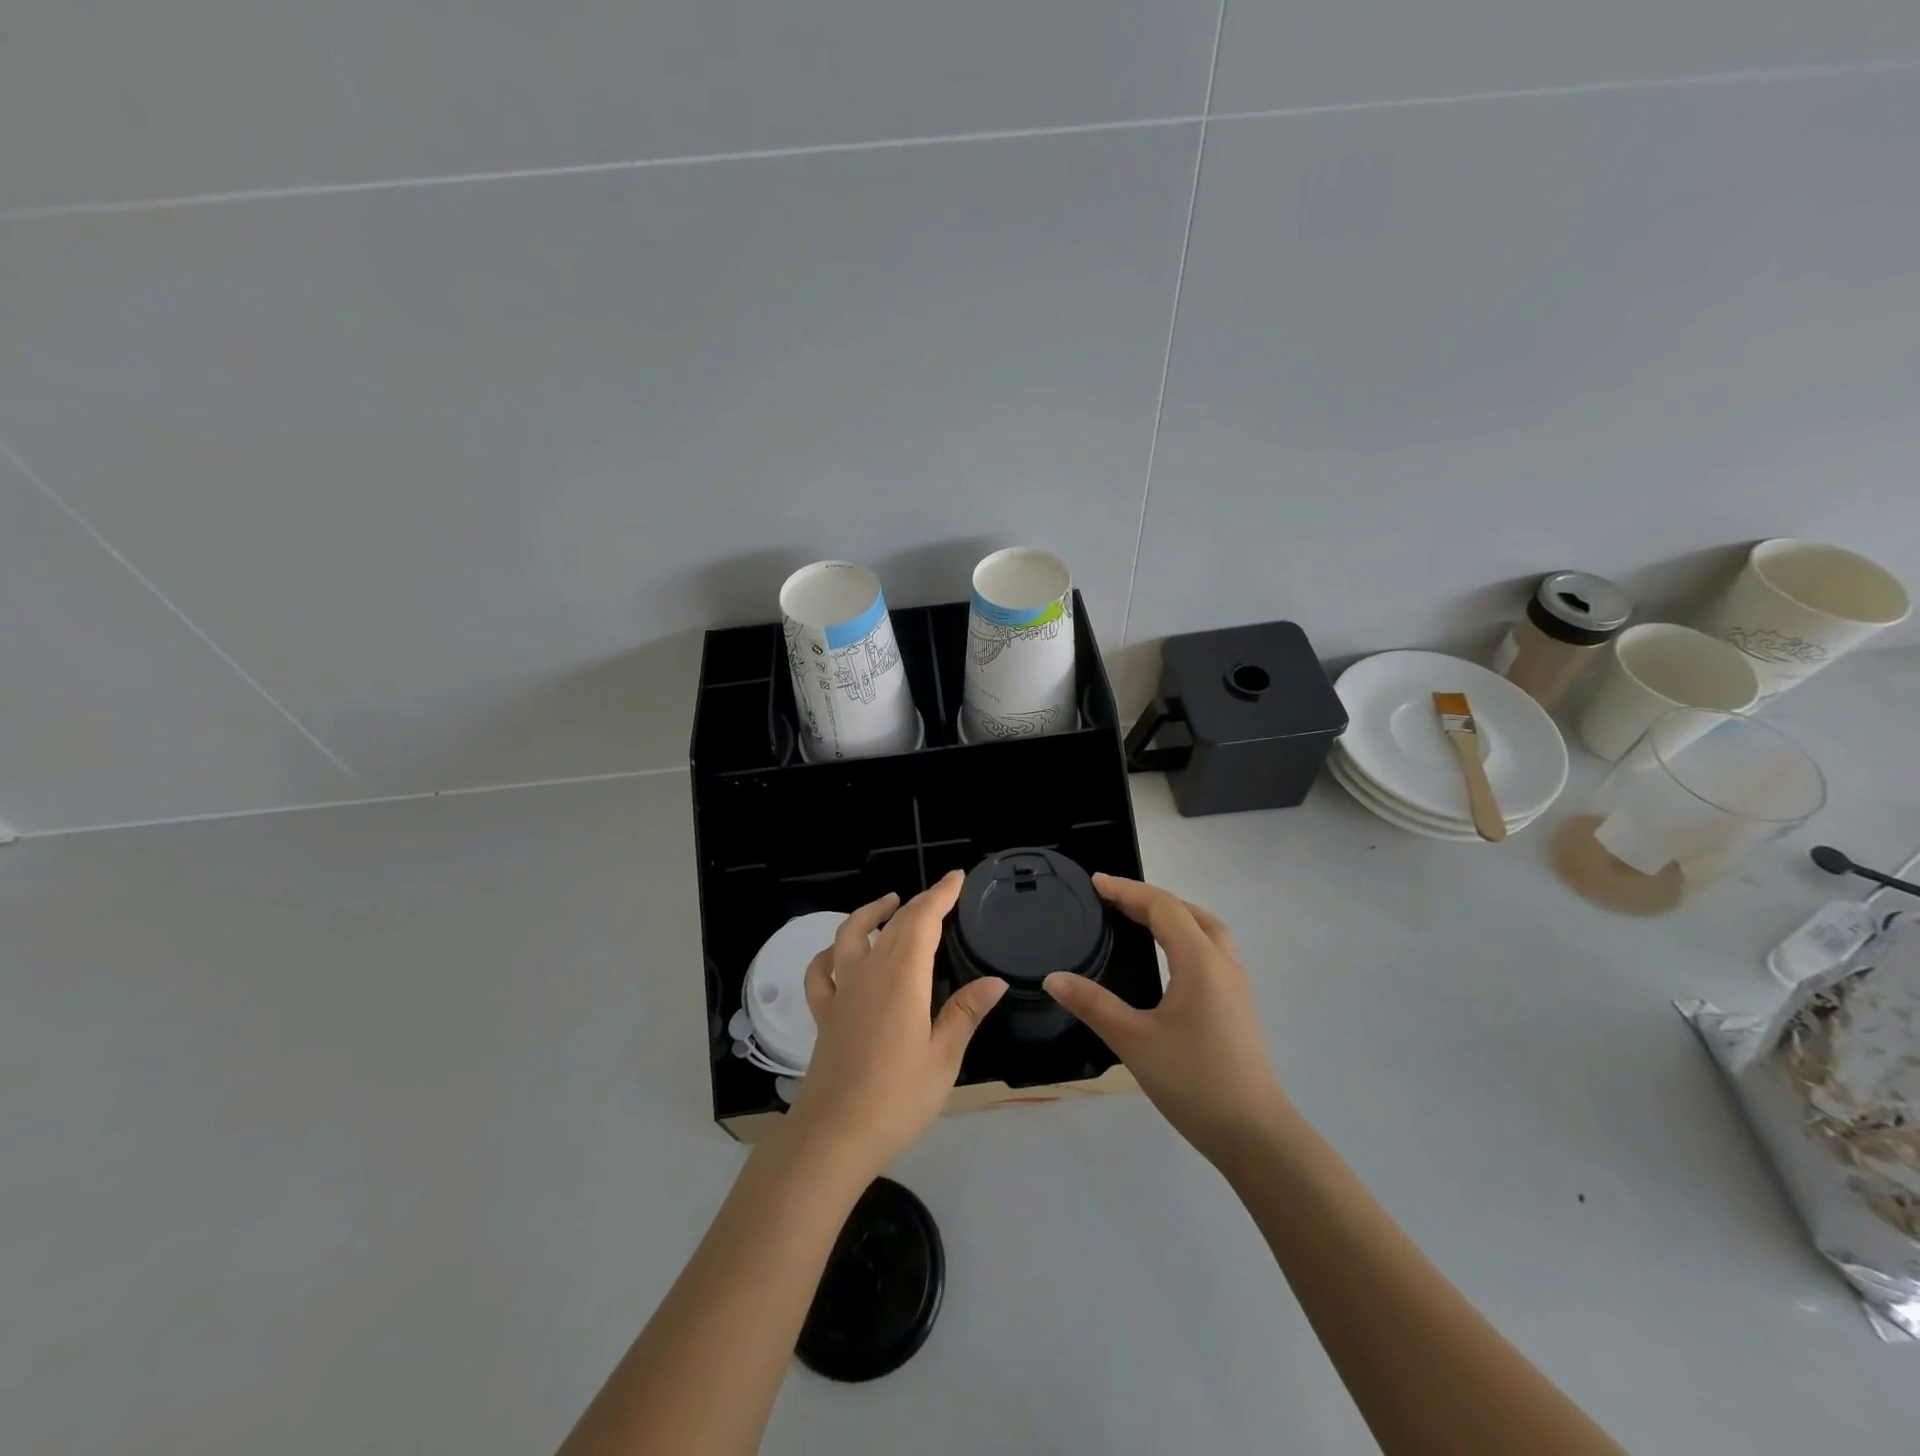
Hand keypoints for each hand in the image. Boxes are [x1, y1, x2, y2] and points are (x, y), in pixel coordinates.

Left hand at [785, 871, 1006, 1173]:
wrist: (834, 1135)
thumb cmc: (897, 1097)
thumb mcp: (943, 1058)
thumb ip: (965, 1013)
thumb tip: (995, 981)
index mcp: (902, 977)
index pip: (923, 921)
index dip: (940, 895)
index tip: (957, 878)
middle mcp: (869, 973)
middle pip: (893, 924)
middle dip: (919, 902)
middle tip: (941, 893)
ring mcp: (842, 992)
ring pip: (850, 935)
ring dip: (870, 913)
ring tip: (889, 903)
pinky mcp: (824, 1014)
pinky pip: (821, 972)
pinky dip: (829, 953)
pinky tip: (838, 953)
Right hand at [1044, 874, 1287, 1163]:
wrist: (1254, 1135)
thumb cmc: (1193, 1081)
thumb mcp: (1134, 1041)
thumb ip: (1093, 1005)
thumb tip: (1053, 978)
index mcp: (1200, 962)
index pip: (1162, 907)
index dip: (1127, 891)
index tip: (1095, 883)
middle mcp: (1223, 964)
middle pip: (1189, 912)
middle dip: (1151, 898)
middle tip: (1114, 900)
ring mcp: (1236, 985)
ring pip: (1207, 930)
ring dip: (1175, 915)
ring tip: (1141, 920)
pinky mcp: (1239, 1005)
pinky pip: (1212, 951)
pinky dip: (1187, 937)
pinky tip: (1169, 960)